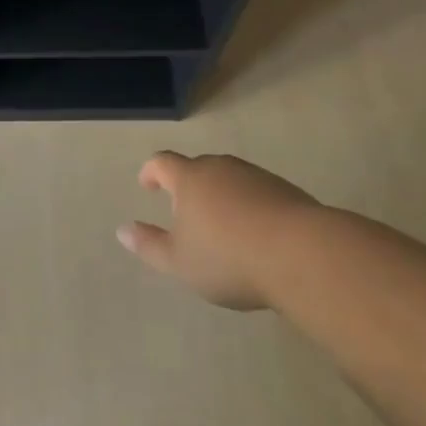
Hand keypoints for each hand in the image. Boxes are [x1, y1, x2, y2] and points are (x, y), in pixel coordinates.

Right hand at [117, 152, 322, 309]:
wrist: (303, 255)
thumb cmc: (229, 258)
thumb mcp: (180, 262)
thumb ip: (149, 246)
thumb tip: (122, 230)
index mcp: (189, 179)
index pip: (162, 162)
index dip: (151, 172)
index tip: (147, 185)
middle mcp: (220, 168)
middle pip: (198, 168)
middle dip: (188, 185)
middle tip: (186, 212)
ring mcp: (256, 177)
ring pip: (230, 179)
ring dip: (221, 196)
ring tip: (224, 226)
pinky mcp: (287, 191)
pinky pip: (258, 193)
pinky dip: (251, 207)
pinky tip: (258, 235)